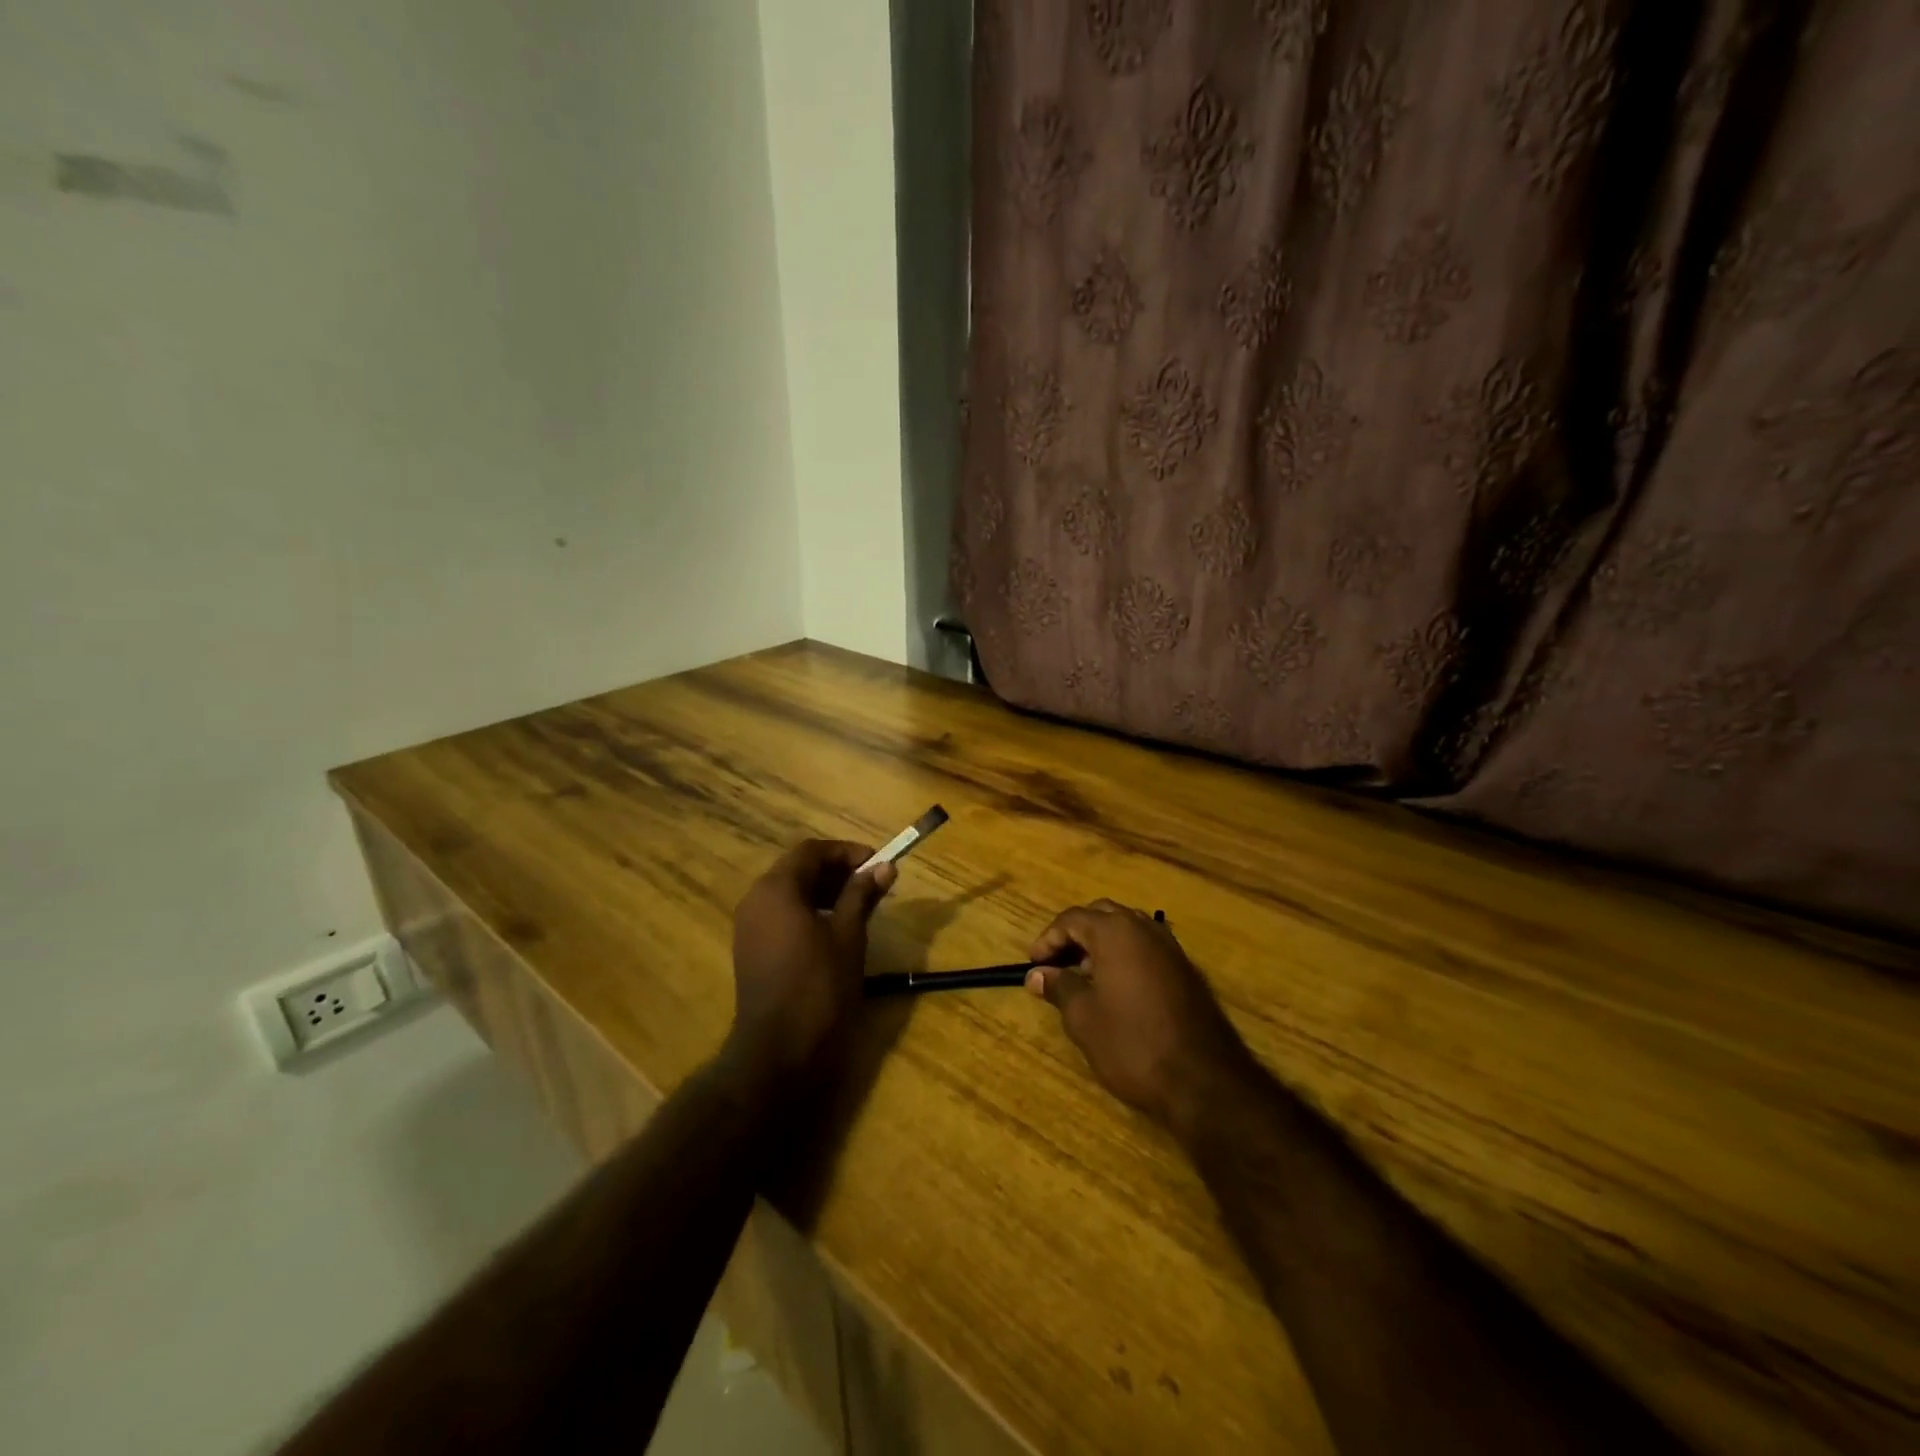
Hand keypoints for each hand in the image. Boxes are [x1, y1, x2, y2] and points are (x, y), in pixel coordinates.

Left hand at [727, 839, 895, 1087]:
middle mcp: (756, 900)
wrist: (779, 1051)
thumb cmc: (819, 986)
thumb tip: (885, 867)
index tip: (877, 864)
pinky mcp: (751, 951)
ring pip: (789, 893)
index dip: (846, 852)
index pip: (811, 851)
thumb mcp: (849, 935)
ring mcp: (749, 927)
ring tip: (859, 906)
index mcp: (776, 889)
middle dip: (836, 871)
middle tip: (871, 884)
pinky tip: (834, 930)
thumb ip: (863, 895)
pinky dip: (808, 912)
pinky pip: (781, 916)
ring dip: (824, 892)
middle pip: (798, 869)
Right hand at [1026, 900, 1254, 1132]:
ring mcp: (1171, 948)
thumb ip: (1059, 987)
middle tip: (1057, 964)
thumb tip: (1037, 974)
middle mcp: (1145, 929)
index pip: (1072, 919)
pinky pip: (1147, 948)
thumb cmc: (1132, 1044)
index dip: (1048, 939)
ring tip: (1084, 978)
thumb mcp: (1084, 1018)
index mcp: (1116, 932)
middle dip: (1076, 935)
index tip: (1034, 965)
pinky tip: (1116, 990)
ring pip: (1127, 930)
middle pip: (1102, 915)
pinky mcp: (1186, 970)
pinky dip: (1125, 957)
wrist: (1203, 1080)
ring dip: (1101, 945)